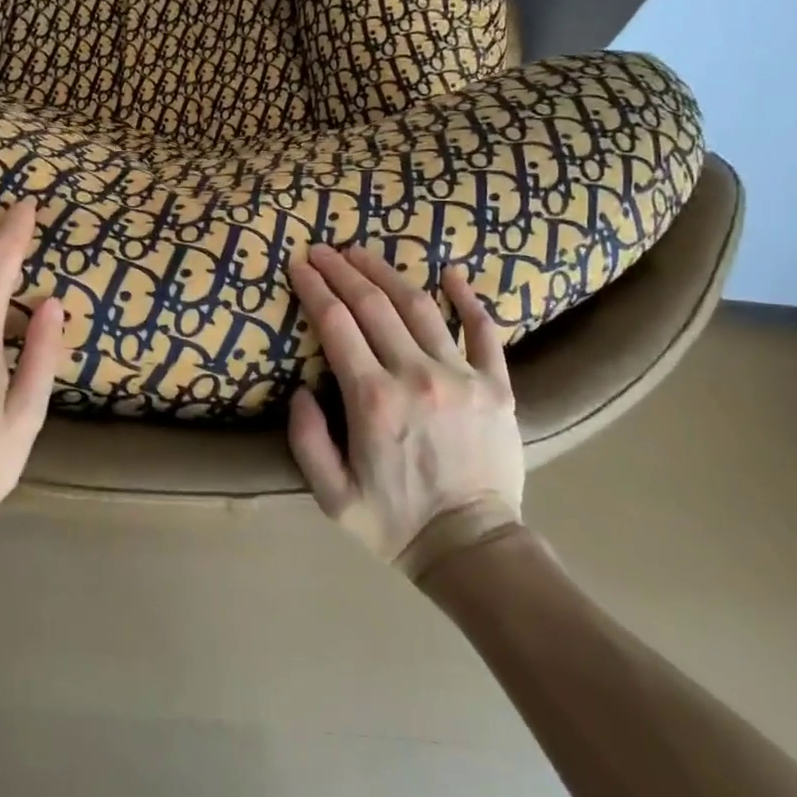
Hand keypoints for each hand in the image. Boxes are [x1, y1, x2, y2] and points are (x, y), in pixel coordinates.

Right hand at [287, 245, 524, 575]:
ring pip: (419, 306)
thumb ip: (306, 439)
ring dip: (387, 272)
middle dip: (342, 270)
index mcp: (372, 400)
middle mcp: (415, 376)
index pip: (336, 324)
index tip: (299, 264)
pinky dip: (468, 298)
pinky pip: (484, 331)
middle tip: (323, 249)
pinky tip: (452, 272)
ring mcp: (461, 377)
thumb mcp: (331, 495)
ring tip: (363, 251)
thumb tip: (299, 389)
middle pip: (373, 304)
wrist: (472, 548)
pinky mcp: (497, 386)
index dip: (314, 288)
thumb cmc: (394, 523)